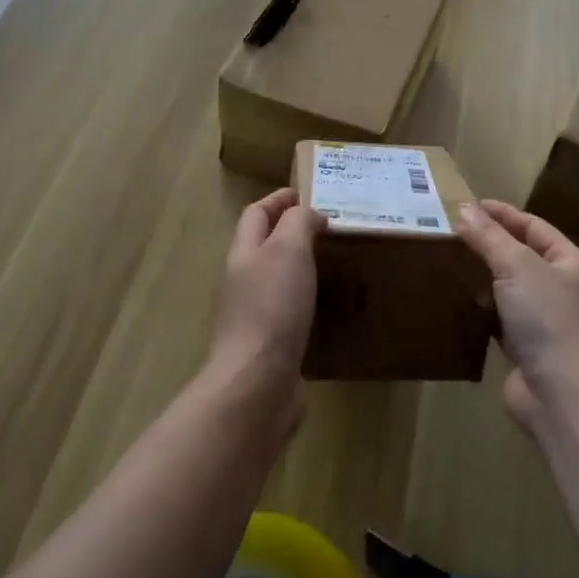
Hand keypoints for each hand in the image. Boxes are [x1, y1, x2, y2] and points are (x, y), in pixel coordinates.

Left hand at [212, 189, 322, 387]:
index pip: (256, 214)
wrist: (256, 384)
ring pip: (277, 280)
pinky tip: (329, 309)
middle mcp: (243, 281)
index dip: (278, 199)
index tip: (307, 193)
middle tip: (330, 229)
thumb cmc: (272, 307)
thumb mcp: (288, 250)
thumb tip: (310, 216)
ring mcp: (253, 316)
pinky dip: (307, 303)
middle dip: (291, 232)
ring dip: (301, 268)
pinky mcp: (269, 346)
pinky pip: (289, 313)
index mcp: (244, 253)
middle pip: (263, 246)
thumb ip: (299, 223)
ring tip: (335, 264)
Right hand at [455, 201, 578, 429]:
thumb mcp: (517, 266)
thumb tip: (464, 209)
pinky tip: (456, 299)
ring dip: (483, 275)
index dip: (503, 214)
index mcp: (570, 262)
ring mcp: (545, 320)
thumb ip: (489, 237)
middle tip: (452, 232)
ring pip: (509, 287)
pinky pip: (499, 317)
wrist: (560, 393)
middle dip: (489, 243)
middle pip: (521, 255)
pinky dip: (480, 307)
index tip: (468, 206)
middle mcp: (562, 288)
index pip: (534, 227)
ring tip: (448, 261)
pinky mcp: (525, 347)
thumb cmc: (547, 318)